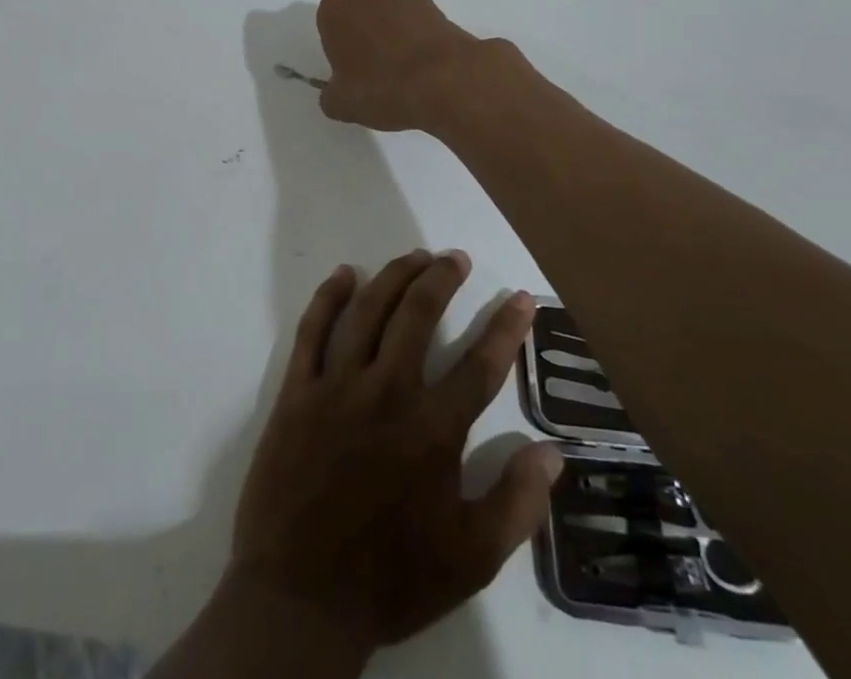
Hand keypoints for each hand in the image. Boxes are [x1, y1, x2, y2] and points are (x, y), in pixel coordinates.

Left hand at [229, 249, 563, 652]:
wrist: (300, 595)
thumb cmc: (390, 577)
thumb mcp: (470, 559)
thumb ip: (516, 504)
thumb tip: (552, 452)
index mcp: (432, 430)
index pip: (480, 364)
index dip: (505, 327)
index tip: (520, 298)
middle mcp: (387, 392)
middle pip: (418, 315)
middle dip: (442, 279)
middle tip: (455, 258)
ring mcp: (337, 385)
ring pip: (369, 309)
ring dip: (394, 276)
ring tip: (415, 256)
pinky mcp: (298, 389)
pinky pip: (313, 329)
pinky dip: (329, 296)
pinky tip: (344, 275)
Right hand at [315, 0, 495, 131]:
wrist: (446, 82)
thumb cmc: (382, 87)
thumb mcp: (341, 105)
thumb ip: (331, 95)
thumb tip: (336, 94)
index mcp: (337, 8)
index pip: (329, 19)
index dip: (337, 44)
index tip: (346, 67)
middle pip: (362, 11)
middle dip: (365, 33)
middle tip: (373, 70)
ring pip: (392, 14)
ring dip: (394, 34)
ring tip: (404, 73)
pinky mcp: (438, 9)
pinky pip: (419, 24)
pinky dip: (419, 40)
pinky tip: (425, 69)